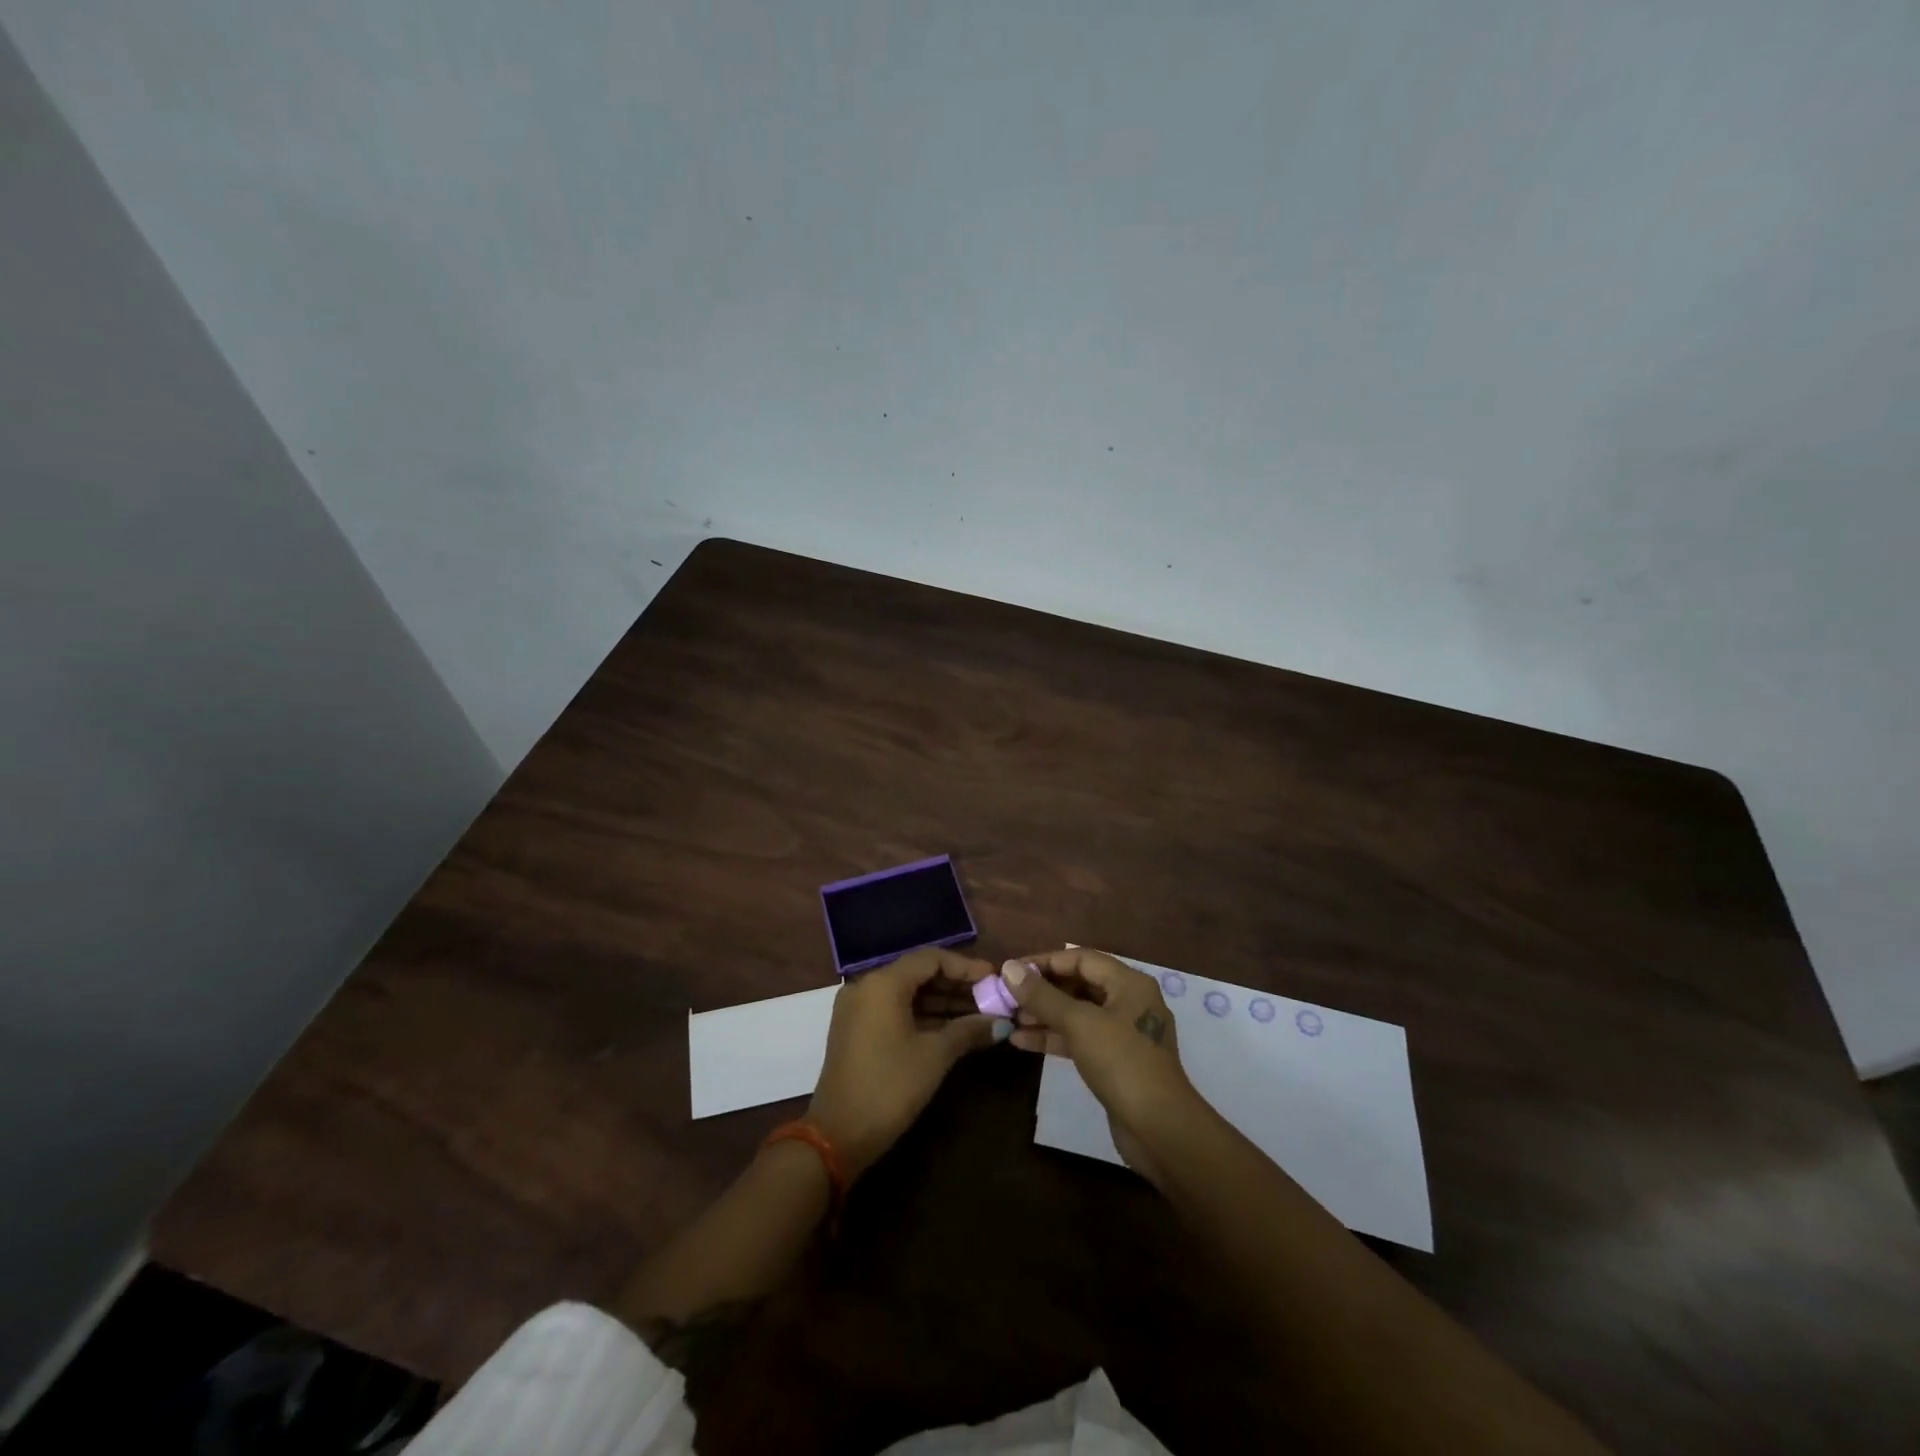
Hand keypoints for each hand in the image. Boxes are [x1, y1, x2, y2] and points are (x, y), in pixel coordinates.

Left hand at [807, 947, 1000, 1179]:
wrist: (838, 1136)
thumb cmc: (890, 1087)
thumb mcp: (935, 1056)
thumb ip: (969, 1030)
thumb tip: (1001, 1022)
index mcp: (883, 983)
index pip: (931, 958)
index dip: (965, 967)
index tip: (993, 979)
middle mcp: (867, 986)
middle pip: (918, 973)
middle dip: (956, 985)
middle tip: (990, 998)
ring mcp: (858, 1008)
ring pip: (907, 993)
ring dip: (941, 1002)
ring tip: (978, 1015)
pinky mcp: (856, 1030)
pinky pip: (894, 1009)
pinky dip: (922, 1015)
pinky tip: (951, 1028)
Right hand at [1001, 948, 1204, 1185]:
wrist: (1159, 1129)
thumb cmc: (1122, 1063)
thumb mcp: (1079, 1023)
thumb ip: (1042, 995)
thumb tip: (1009, 967)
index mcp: (1129, 983)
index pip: (1081, 958)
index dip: (1044, 962)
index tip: (1012, 971)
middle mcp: (1129, 1001)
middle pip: (1079, 984)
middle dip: (1042, 990)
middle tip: (1007, 997)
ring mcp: (1123, 1033)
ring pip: (1077, 1014)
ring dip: (1043, 1015)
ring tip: (1009, 1019)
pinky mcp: (1115, 1061)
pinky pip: (1080, 1039)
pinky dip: (1054, 1037)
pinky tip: (1022, 1042)